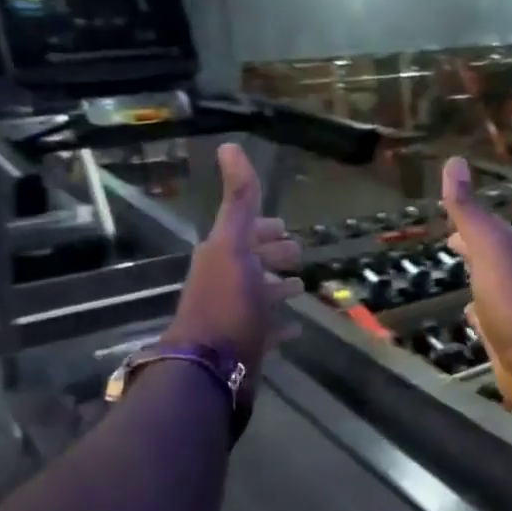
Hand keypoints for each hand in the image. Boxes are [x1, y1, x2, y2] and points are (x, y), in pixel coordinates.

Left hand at [165, 143, 302, 386]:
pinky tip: (297, 329)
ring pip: (260, 297)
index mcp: (221, 256)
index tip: (285, 227)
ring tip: (300, 288)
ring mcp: (235, 317)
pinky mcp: (246, 346)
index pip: (245, 233)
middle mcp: (226, 284)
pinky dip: (281, 327)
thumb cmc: (226, 301)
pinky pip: (267, 332)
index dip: (264, 228)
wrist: (211, 365)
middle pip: (253, 263)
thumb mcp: (233, 244)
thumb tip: (229, 145)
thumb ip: (237, 200)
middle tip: (298, 255)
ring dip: (278, 290)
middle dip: (273, 256)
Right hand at [440, 156, 511, 416]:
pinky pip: (488, 323)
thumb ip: (470, 211)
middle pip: (492, 258)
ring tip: (460, 278)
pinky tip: (470, 318)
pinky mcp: (508, 343)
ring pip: (490, 290)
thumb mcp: (490, 247)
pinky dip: (478, 316)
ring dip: (478, 282)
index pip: (489, 230)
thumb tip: (453, 161)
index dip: (469, 223)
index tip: (450, 220)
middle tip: (453, 244)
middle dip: (474, 250)